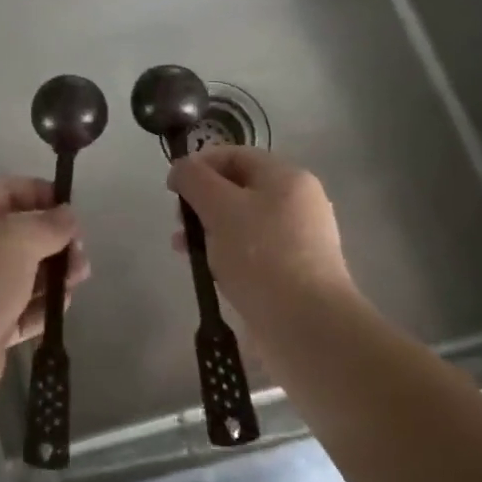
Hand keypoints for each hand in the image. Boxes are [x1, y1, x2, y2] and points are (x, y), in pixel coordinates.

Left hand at [0, 176, 89, 398]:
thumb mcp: (21, 239)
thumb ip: (50, 224)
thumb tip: (68, 215)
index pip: (11, 190)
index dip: (43, 194)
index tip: (73, 212)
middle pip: (22, 232)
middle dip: (55, 241)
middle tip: (80, 254)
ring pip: (25, 270)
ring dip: (54, 274)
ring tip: (78, 280)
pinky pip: (22, 304)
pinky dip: (41, 304)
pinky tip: (61, 306)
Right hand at [167, 147, 351, 318]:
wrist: (308, 327)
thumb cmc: (261, 256)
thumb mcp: (219, 207)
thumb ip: (194, 179)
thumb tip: (181, 168)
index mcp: (287, 177)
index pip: (235, 154)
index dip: (199, 165)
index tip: (173, 188)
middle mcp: (298, 202)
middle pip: (237, 188)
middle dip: (202, 201)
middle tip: (180, 223)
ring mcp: (299, 238)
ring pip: (242, 221)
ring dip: (209, 229)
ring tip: (185, 250)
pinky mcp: (295, 271)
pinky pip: (253, 250)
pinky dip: (227, 253)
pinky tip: (210, 271)